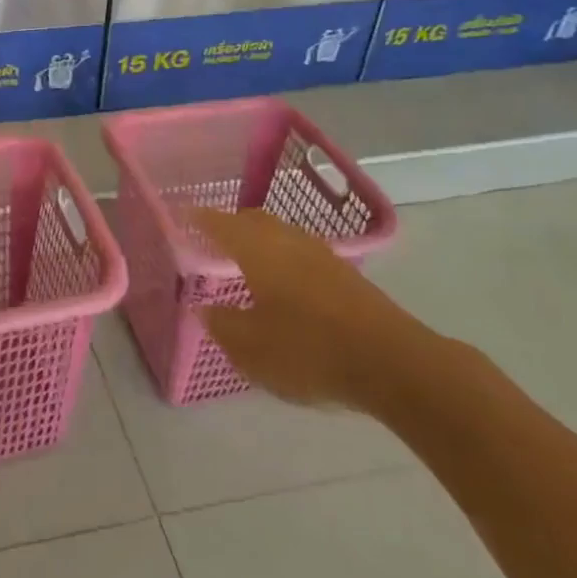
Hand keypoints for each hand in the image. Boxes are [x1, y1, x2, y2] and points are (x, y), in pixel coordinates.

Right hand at [195, 208, 432, 412]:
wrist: (395, 364)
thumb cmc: (310, 350)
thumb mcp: (252, 348)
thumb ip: (222, 325)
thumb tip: (203, 308)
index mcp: (258, 250)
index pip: (220, 224)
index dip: (199, 218)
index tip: (181, 213)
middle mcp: (288, 242)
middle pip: (254, 221)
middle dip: (231, 224)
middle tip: (211, 235)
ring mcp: (322, 256)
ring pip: (282, 235)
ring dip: (260, 240)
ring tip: (246, 258)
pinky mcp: (347, 277)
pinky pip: (302, 254)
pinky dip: (283, 258)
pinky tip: (284, 283)